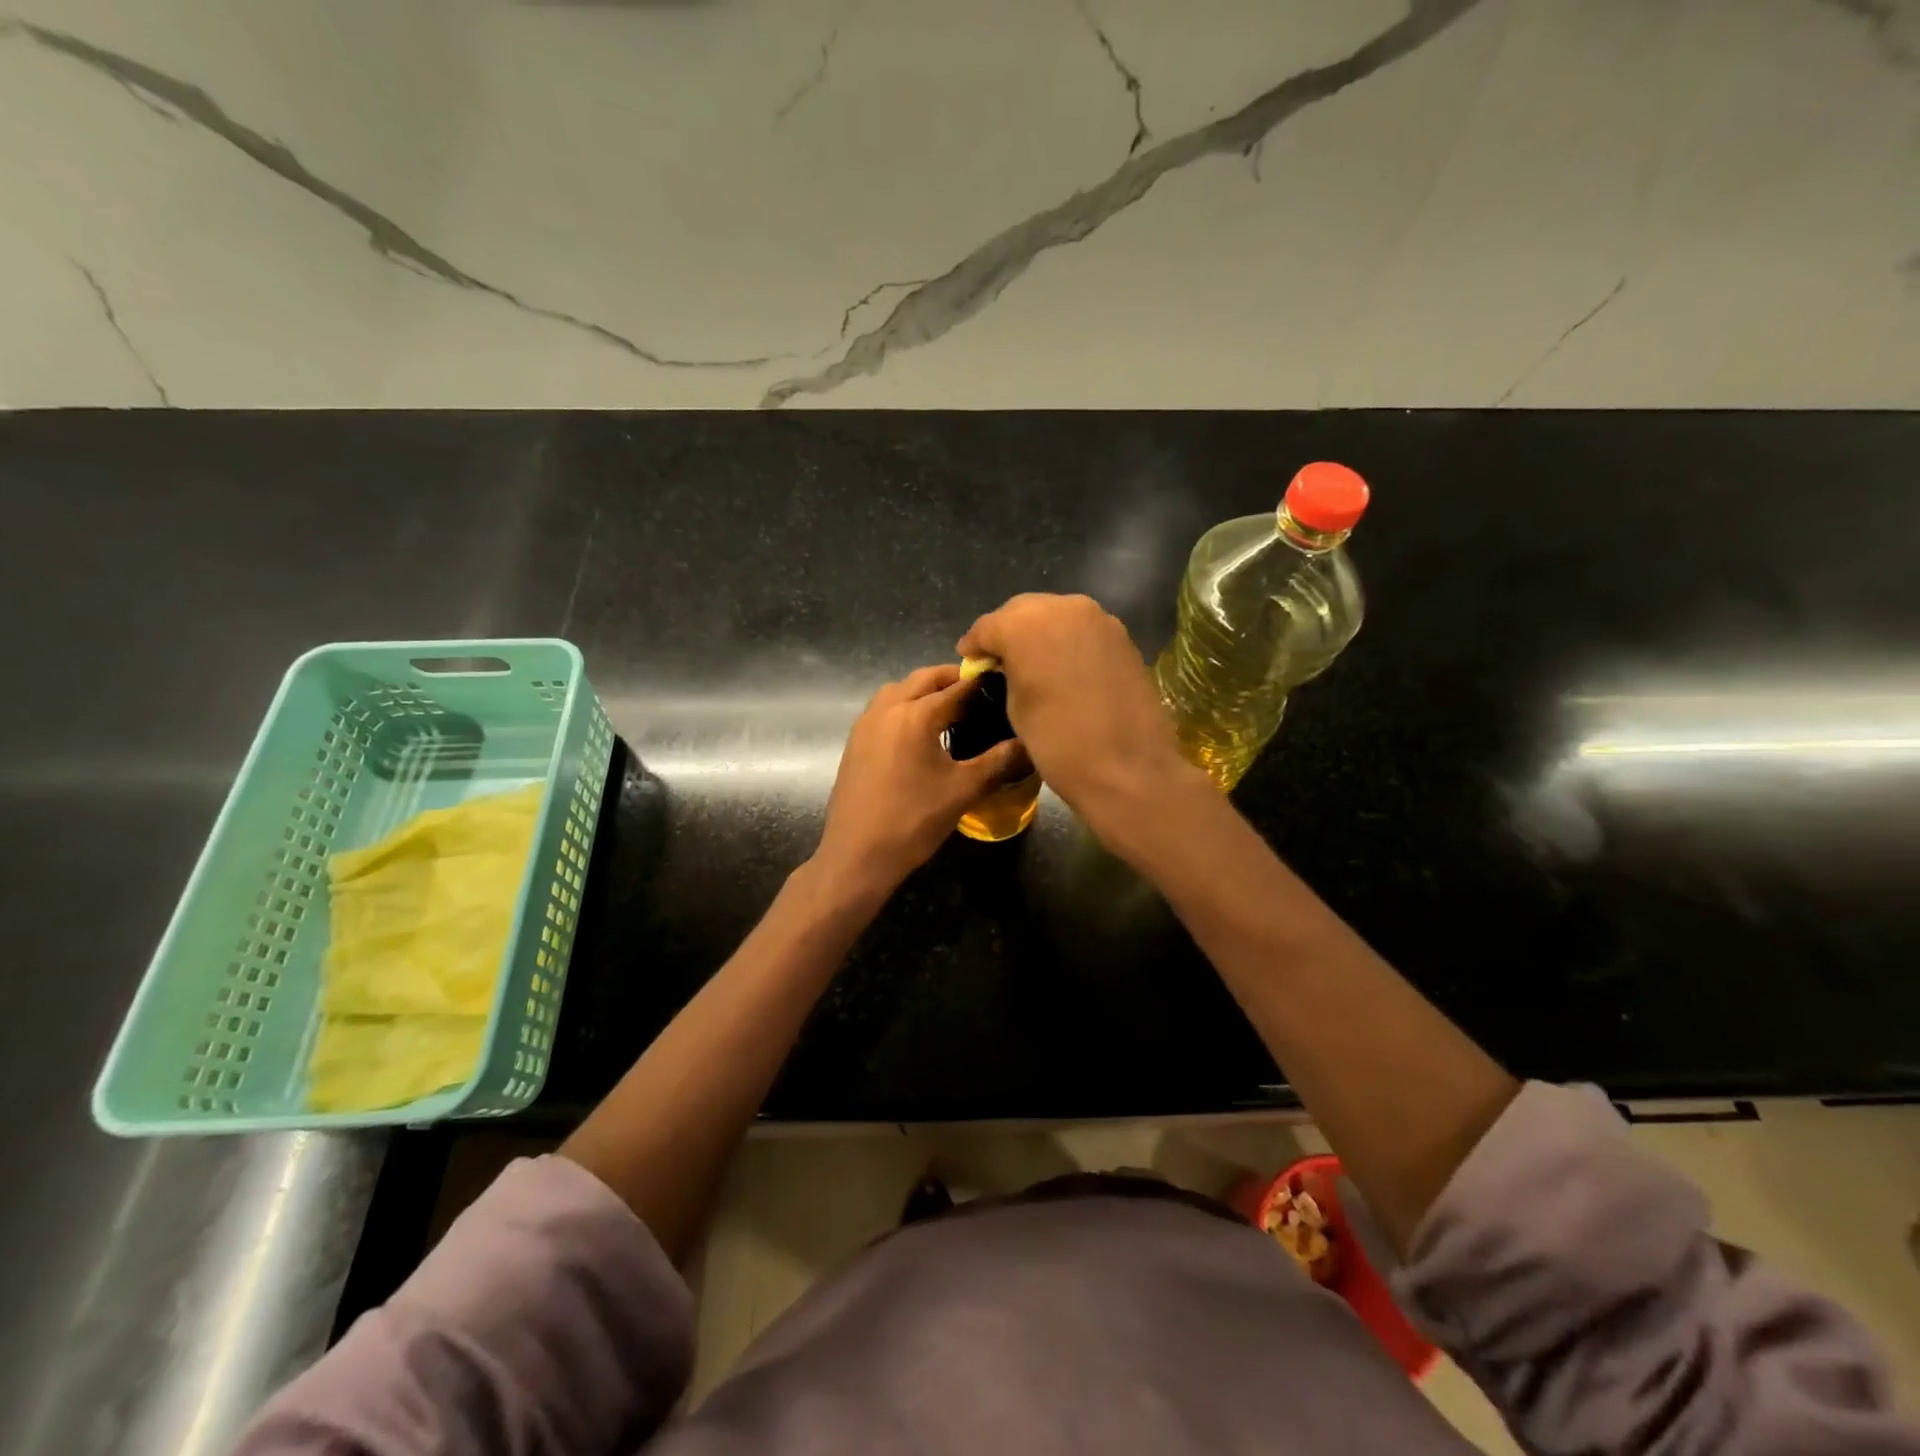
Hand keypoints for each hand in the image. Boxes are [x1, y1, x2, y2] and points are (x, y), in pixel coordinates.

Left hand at [814, 664, 1025, 892]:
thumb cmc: (913, 820)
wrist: (857, 854)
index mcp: (915, 715)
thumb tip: (1029, 745)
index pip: (956, 688)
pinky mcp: (855, 742)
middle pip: (923, 679)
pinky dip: (904, 706)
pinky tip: (920, 733)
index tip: (1003, 683)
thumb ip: (998, 762)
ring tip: (949, 709)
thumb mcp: (963, 790)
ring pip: (898, 690)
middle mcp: (887, 709)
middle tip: (978, 692)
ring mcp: (865, 724)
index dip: (982, 684)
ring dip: (923, 690)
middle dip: (951, 679)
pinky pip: (883, 709)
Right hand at [957, 593, 1196, 825]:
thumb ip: (1008, 673)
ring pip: (1056, 615)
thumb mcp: (1015, 707)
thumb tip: (1009, 665)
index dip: (975, 645)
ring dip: (1040, 634)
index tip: (969, 661)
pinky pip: (1083, 630)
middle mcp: (1062, 607)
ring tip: (1032, 663)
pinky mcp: (1122, 636)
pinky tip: (1063, 667)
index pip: (988, 626)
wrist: (1127, 768)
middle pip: (1023, 611)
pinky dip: (1068, 642)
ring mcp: (1098, 618)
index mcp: (1025, 624)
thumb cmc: (1058, 743)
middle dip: (1008, 632)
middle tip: (999, 660)